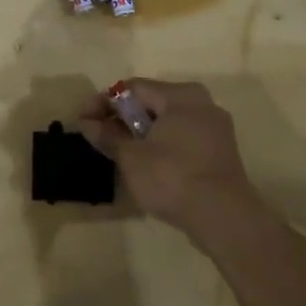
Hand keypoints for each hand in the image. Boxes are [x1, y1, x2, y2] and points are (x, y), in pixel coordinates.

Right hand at [80, 78, 257, 233]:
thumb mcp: (131, 157)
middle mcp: (201, 103)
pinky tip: (145, 162)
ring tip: (117, 150)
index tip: (82, 120)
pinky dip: (160, 143)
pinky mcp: (219, 150)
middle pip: (151, 101)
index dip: (103, 102)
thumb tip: (87, 123)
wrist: (223, 216)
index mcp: (180, 95)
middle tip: (97, 135)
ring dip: (139, 131)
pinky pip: (182, 136)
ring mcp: (214, 127)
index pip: (132, 88)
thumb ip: (107, 136)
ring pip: (167, 120)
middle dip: (121, 117)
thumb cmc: (172, 177)